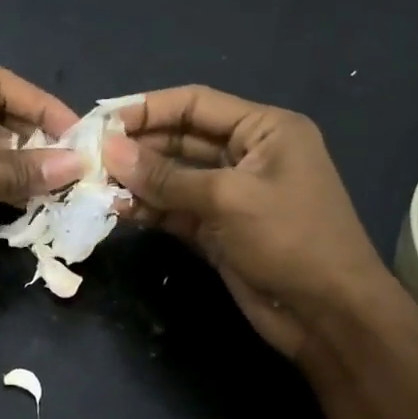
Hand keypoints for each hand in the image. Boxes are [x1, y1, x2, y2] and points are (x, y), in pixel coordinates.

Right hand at [104, 86, 392, 361]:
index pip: (196, 104)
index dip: (147, 108)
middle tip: (90, 157)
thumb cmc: (290, 240)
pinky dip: (149, 210)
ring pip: (174, 177)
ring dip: (138, 180)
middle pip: (181, 139)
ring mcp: (231, 194)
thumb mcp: (228, 200)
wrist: (328, 314)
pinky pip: (176, 210)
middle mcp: (247, 154)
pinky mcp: (217, 230)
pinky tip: (117, 209)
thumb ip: (167, 177)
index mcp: (265, 129)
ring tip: (95, 184)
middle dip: (138, 147)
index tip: (101, 121)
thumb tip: (110, 152)